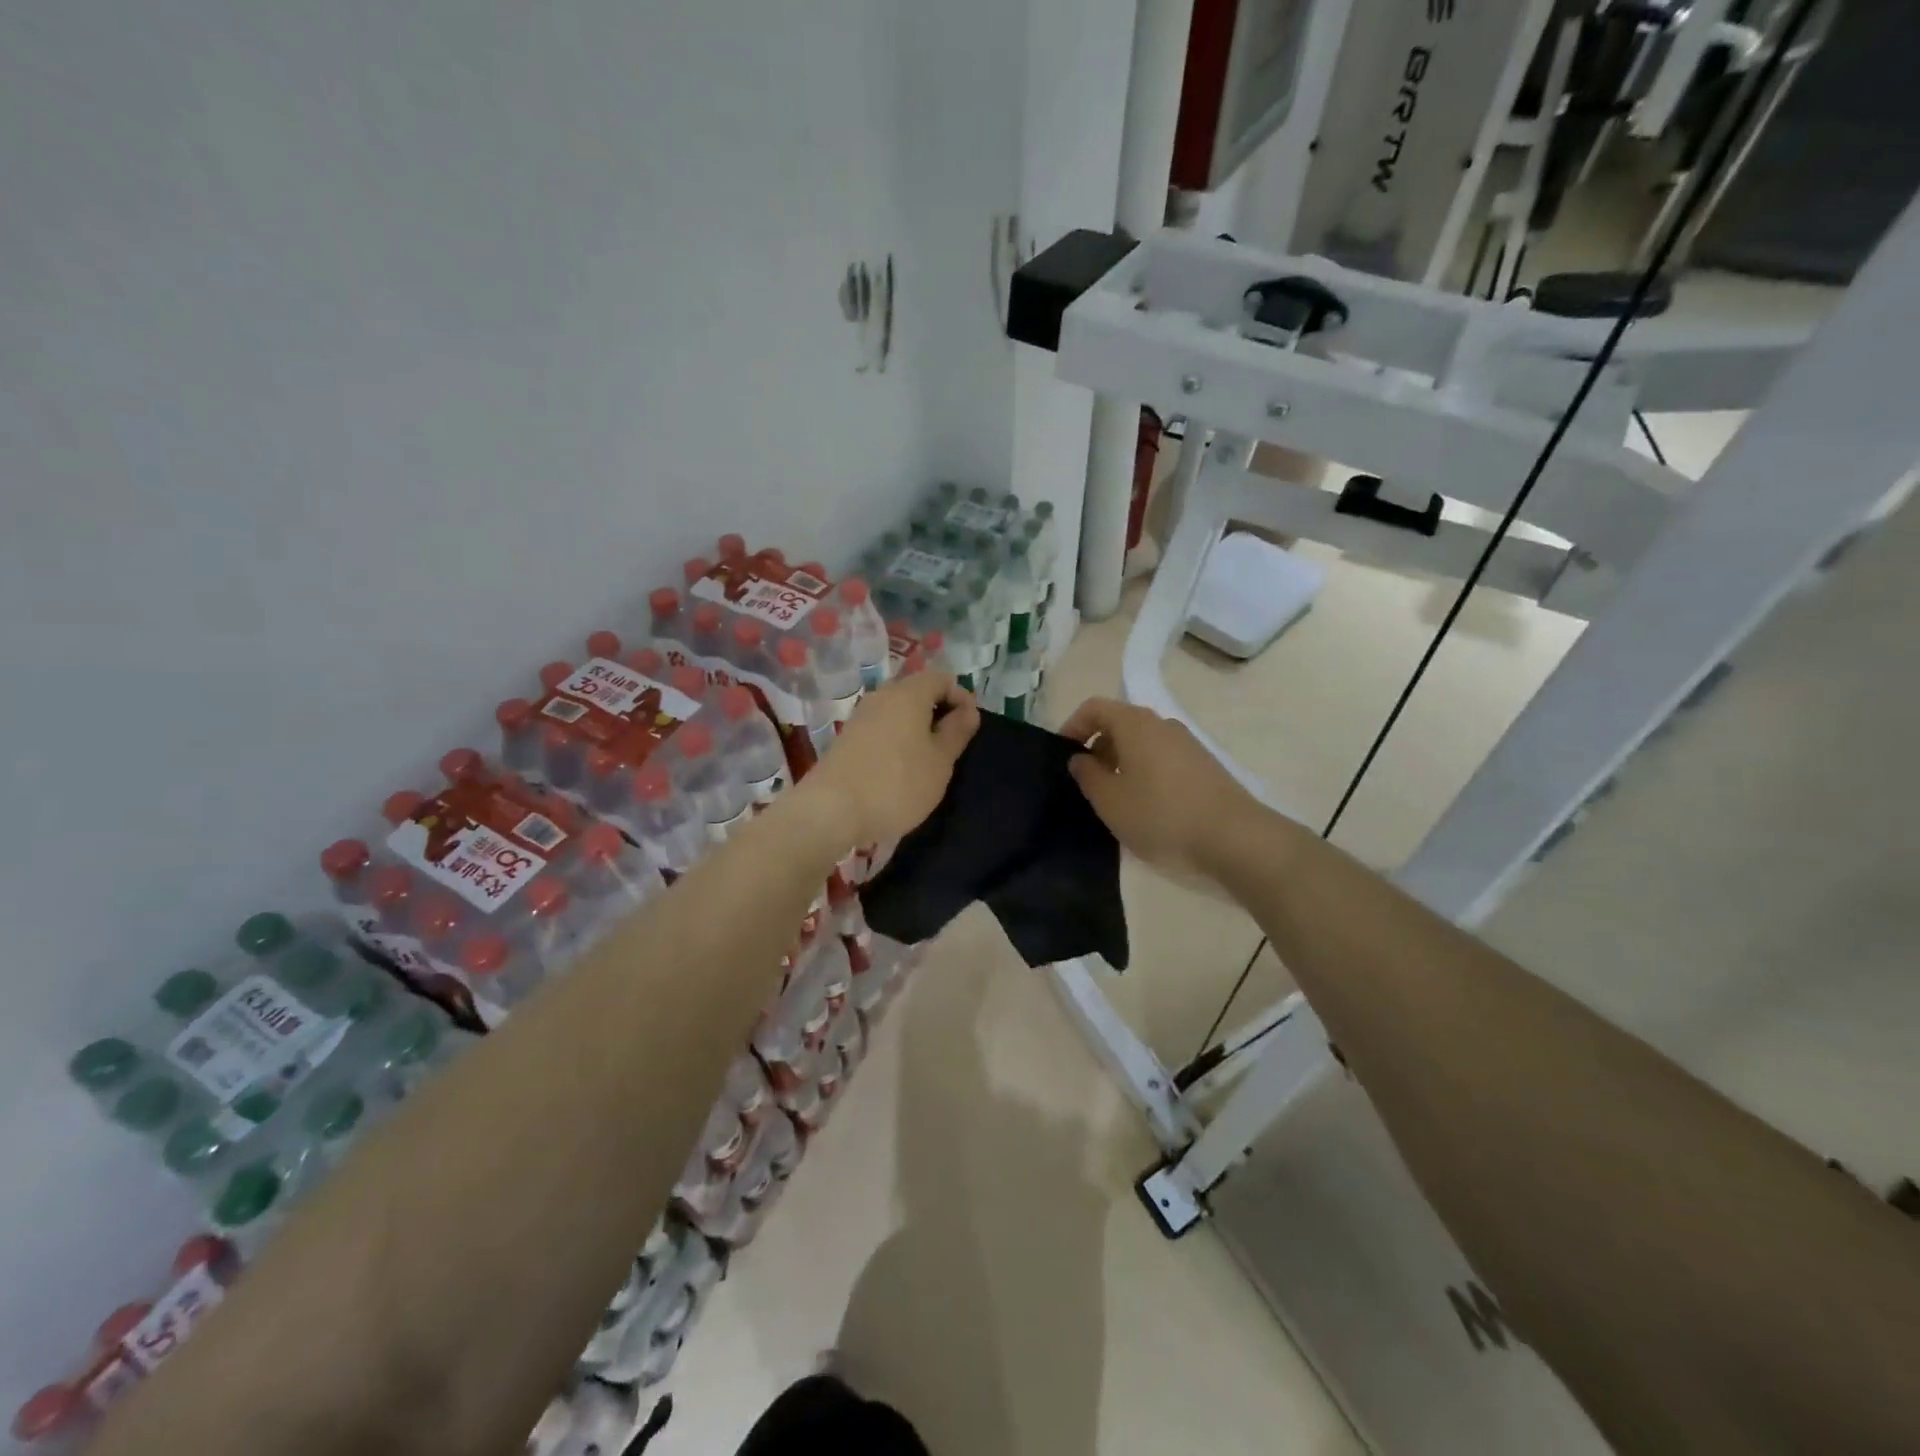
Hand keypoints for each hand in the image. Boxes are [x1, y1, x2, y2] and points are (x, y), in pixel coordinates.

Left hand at [807, 670, 979, 844]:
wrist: (832, 810)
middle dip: (939, 712)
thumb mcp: (940, 761)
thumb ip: (956, 732)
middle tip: (951, 746)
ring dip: (917, 728)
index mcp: (908, 693)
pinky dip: (897, 740)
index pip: (943, 678)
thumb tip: (968, 710)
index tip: (970, 728)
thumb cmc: (897, 784)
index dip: (962, 698)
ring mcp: (860, 716)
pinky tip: (900, 769)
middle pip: (918, 692)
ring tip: (928, 761)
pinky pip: (881, 728)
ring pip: (898, 711)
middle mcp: (882, 696)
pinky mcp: (847, 738)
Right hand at [1061, 697, 1259, 878]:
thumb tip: (1080, 758)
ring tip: (1115, 797)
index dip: (1073, 726)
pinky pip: (1162, 758)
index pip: (1095, 708)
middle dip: (1098, 747)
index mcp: (1135, 724)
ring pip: (1143, 742)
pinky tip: (1146, 805)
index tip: (1063, 754)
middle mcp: (1162, 724)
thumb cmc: (1160, 815)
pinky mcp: (1204, 765)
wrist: (1234, 838)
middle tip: (1087, 781)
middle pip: (1120, 723)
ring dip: (1121, 761)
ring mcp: (1187, 743)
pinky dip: (1145, 771)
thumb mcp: (1110, 801)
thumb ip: (1087, 775)